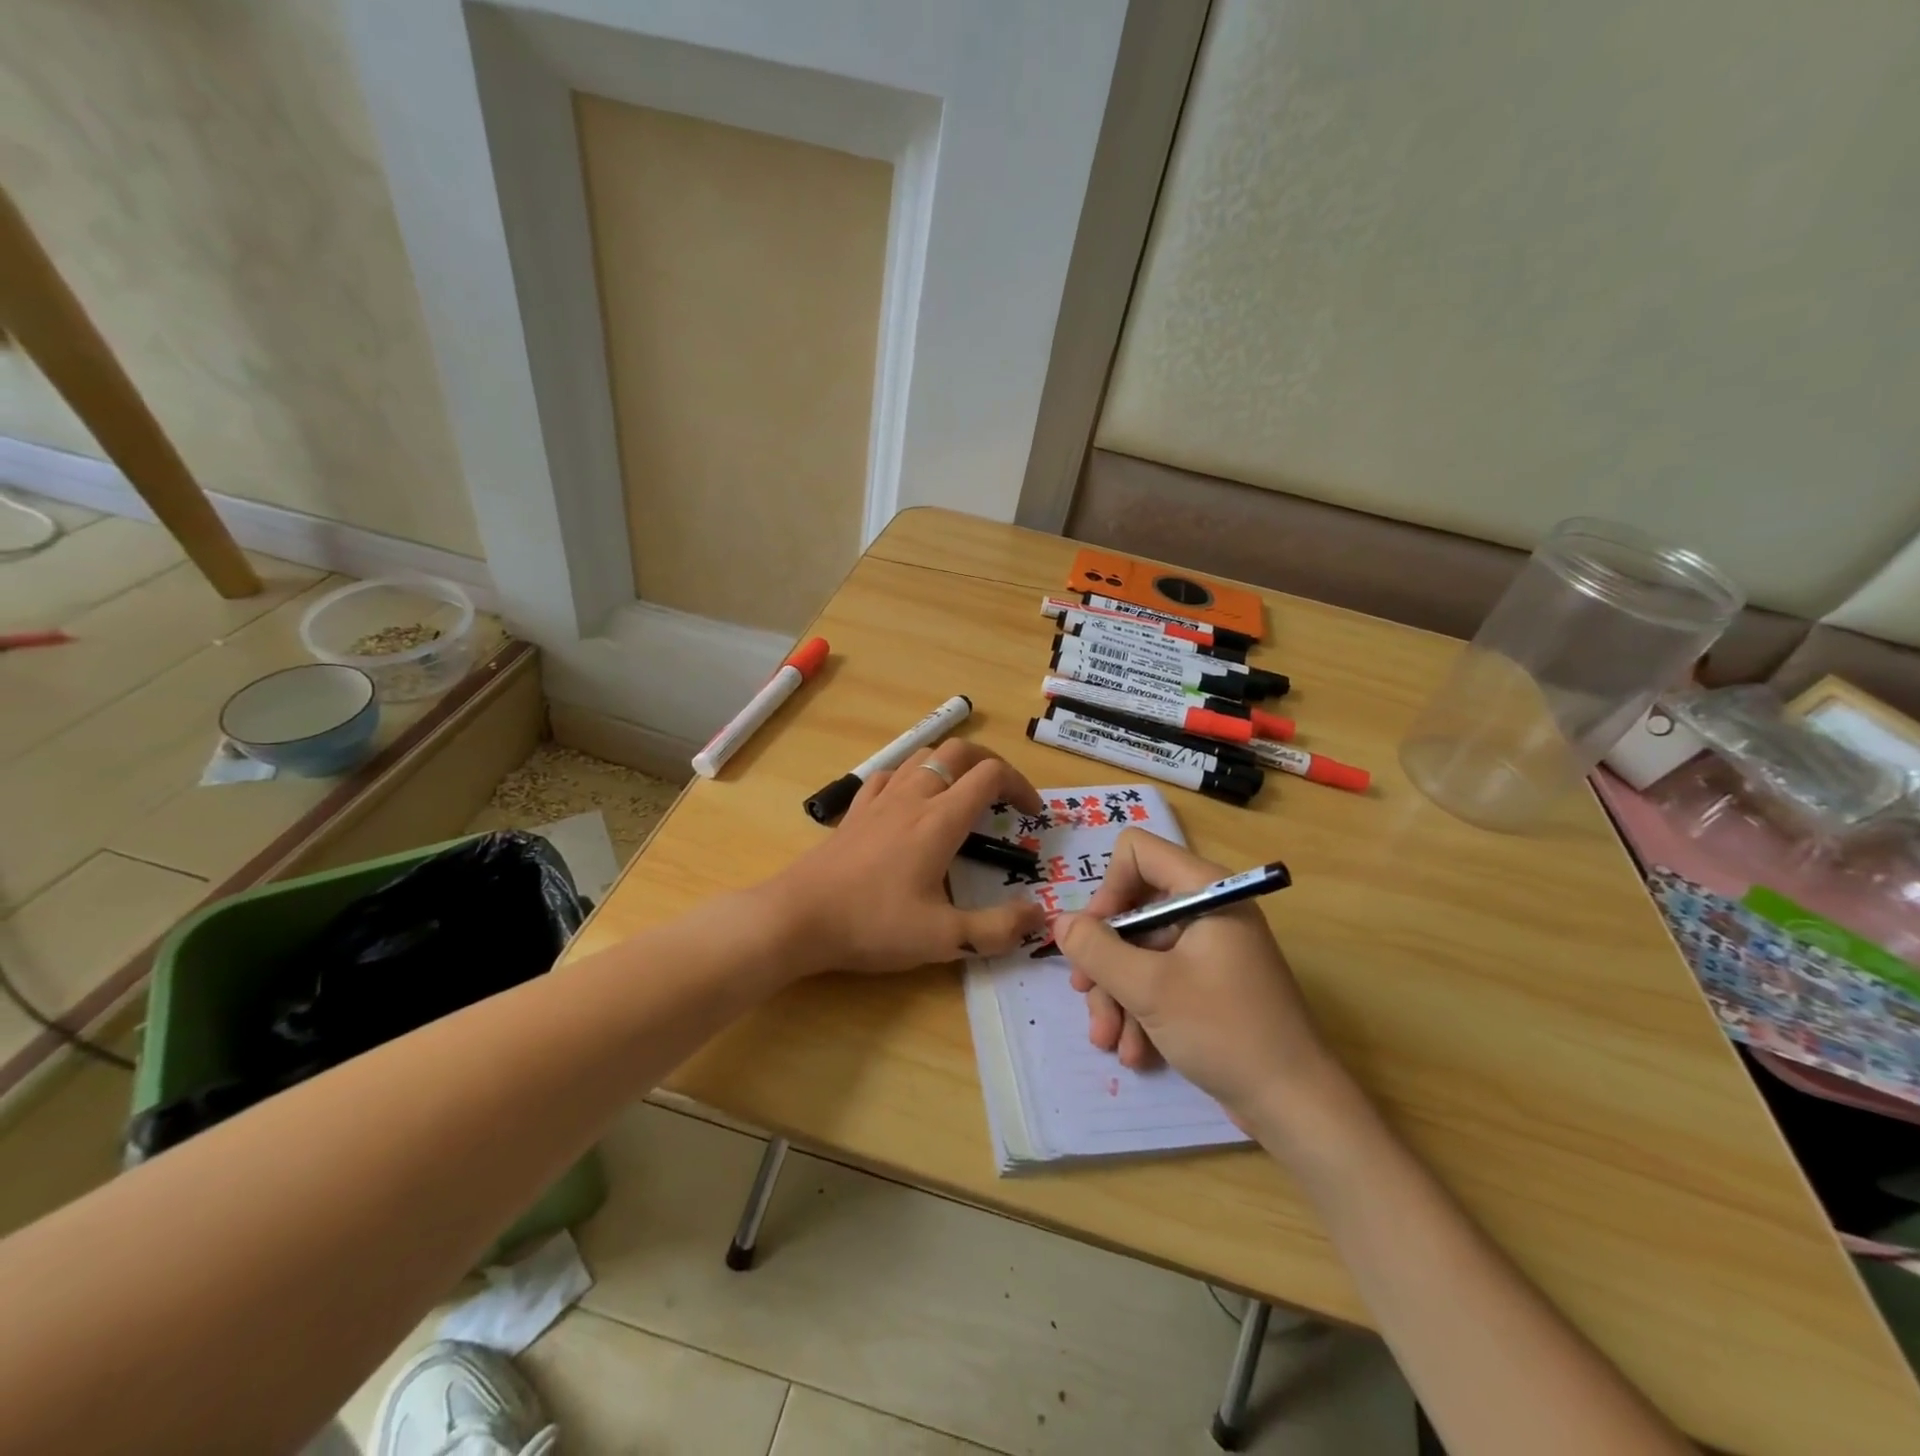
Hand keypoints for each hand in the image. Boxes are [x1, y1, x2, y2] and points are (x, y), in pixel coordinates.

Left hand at [767, 740, 1046, 974]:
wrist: (797, 917)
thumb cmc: (872, 924)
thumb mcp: (943, 938)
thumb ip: (997, 928)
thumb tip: (1040, 917)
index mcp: (940, 819)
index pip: (990, 775)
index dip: (1020, 786)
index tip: (1032, 815)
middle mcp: (912, 797)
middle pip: (958, 751)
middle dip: (990, 763)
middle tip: (1004, 795)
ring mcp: (879, 800)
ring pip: (922, 756)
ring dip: (952, 765)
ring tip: (963, 795)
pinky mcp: (854, 811)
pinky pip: (888, 774)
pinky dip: (911, 776)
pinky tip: (910, 802)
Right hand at [1056, 828, 1340, 1128]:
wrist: (1295, 1106)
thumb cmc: (1224, 1032)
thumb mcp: (1149, 989)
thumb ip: (1097, 949)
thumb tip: (1060, 922)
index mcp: (1205, 890)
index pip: (1137, 852)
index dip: (1108, 888)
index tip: (1095, 936)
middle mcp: (1207, 909)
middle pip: (1132, 910)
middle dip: (1105, 960)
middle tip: (1085, 995)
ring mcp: (1209, 948)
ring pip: (1140, 951)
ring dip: (1117, 994)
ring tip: (1108, 1040)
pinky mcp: (1209, 983)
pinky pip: (1160, 978)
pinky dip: (1141, 1010)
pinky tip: (1134, 1052)